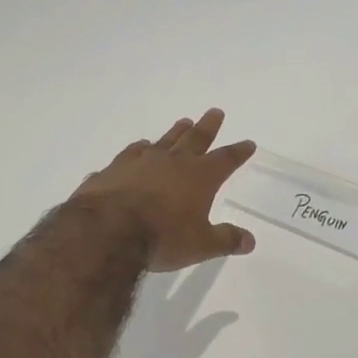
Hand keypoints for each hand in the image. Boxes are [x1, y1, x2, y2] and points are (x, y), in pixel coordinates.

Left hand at [71, 108, 257, 272]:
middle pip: (196, 138)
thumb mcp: (201, 245)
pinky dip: (138, 149)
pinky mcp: (115, 168)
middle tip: (216, 112)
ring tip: (184, 122)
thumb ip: (226, 239)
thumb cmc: (163, 238)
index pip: (225, 159)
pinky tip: (139, 146)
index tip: (248, 143)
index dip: (238, 152)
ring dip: (176, 132)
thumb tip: (250, 240)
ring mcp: (141, 161)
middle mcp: (173, 162)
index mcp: (200, 177)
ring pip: (164, 140)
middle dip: (208, 126)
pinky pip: (131, 153)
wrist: (108, 230)